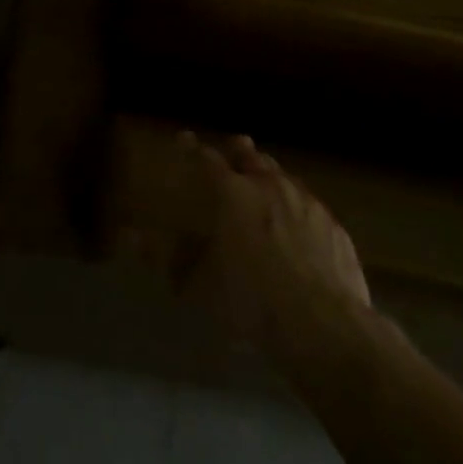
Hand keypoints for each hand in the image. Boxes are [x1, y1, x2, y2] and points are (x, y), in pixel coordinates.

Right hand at [176, 132, 373, 357]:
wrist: (323, 325)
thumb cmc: (250, 300)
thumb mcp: (196, 283)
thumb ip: (163, 256)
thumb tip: (127, 237)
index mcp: (232, 193)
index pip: (206, 158)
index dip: (192, 147)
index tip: (184, 138)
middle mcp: (269, 186)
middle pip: (251, 156)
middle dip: (238, 150)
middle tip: (232, 148)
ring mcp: (307, 203)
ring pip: (284, 175)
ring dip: (270, 173)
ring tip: (264, 178)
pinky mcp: (335, 227)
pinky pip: (311, 203)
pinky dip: (298, 202)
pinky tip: (299, 219)